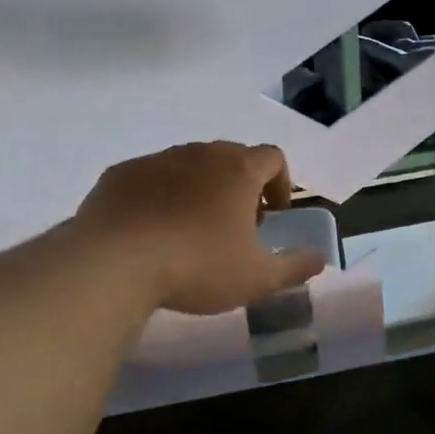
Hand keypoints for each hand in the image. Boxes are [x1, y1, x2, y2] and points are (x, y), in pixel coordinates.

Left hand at [79, 142, 325, 314]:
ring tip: (192, 231)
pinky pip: (150, 178)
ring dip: (200, 189)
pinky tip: (152, 231)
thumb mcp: (257, 279)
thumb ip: (295, 267)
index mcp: (239, 170)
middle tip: (236, 226)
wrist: (114, 263)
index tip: (274, 216)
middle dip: (241, 186)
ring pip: (189, 166)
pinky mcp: (120, 174)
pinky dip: (160, 196)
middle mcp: (200, 154)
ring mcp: (157, 160)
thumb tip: (320, 260)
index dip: (281, 183)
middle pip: (231, 158)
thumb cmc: (198, 266)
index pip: (273, 157)